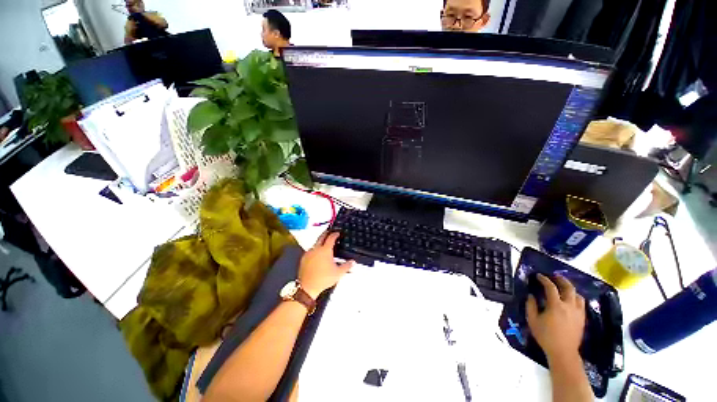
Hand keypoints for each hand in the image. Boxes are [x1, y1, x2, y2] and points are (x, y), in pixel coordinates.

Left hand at [298, 232, 353, 298]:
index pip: (331, 237)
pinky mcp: (304, 258)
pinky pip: (310, 250)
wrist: (307, 286)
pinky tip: (317, 254)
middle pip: (321, 237)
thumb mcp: (338, 273)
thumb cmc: (323, 279)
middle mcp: (316, 249)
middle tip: (330, 232)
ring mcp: (309, 253)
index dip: (335, 234)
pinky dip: (315, 249)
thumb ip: (347, 266)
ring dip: (320, 241)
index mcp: (325, 250)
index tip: (338, 233)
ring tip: (324, 243)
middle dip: (326, 233)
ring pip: (315, 243)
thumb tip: (353, 262)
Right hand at [526, 274, 585, 362]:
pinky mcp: (582, 318)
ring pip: (578, 295)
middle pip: (569, 288)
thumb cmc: (545, 336)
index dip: (544, 279)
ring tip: (563, 287)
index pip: (550, 287)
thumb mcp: (532, 320)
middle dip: (561, 280)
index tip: (539, 276)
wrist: (563, 352)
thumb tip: (531, 295)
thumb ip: (530, 306)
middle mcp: (569, 306)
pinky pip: (581, 304)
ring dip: (570, 289)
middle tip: (554, 276)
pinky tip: (570, 300)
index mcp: (556, 306)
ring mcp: (578, 312)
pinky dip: (575, 298)